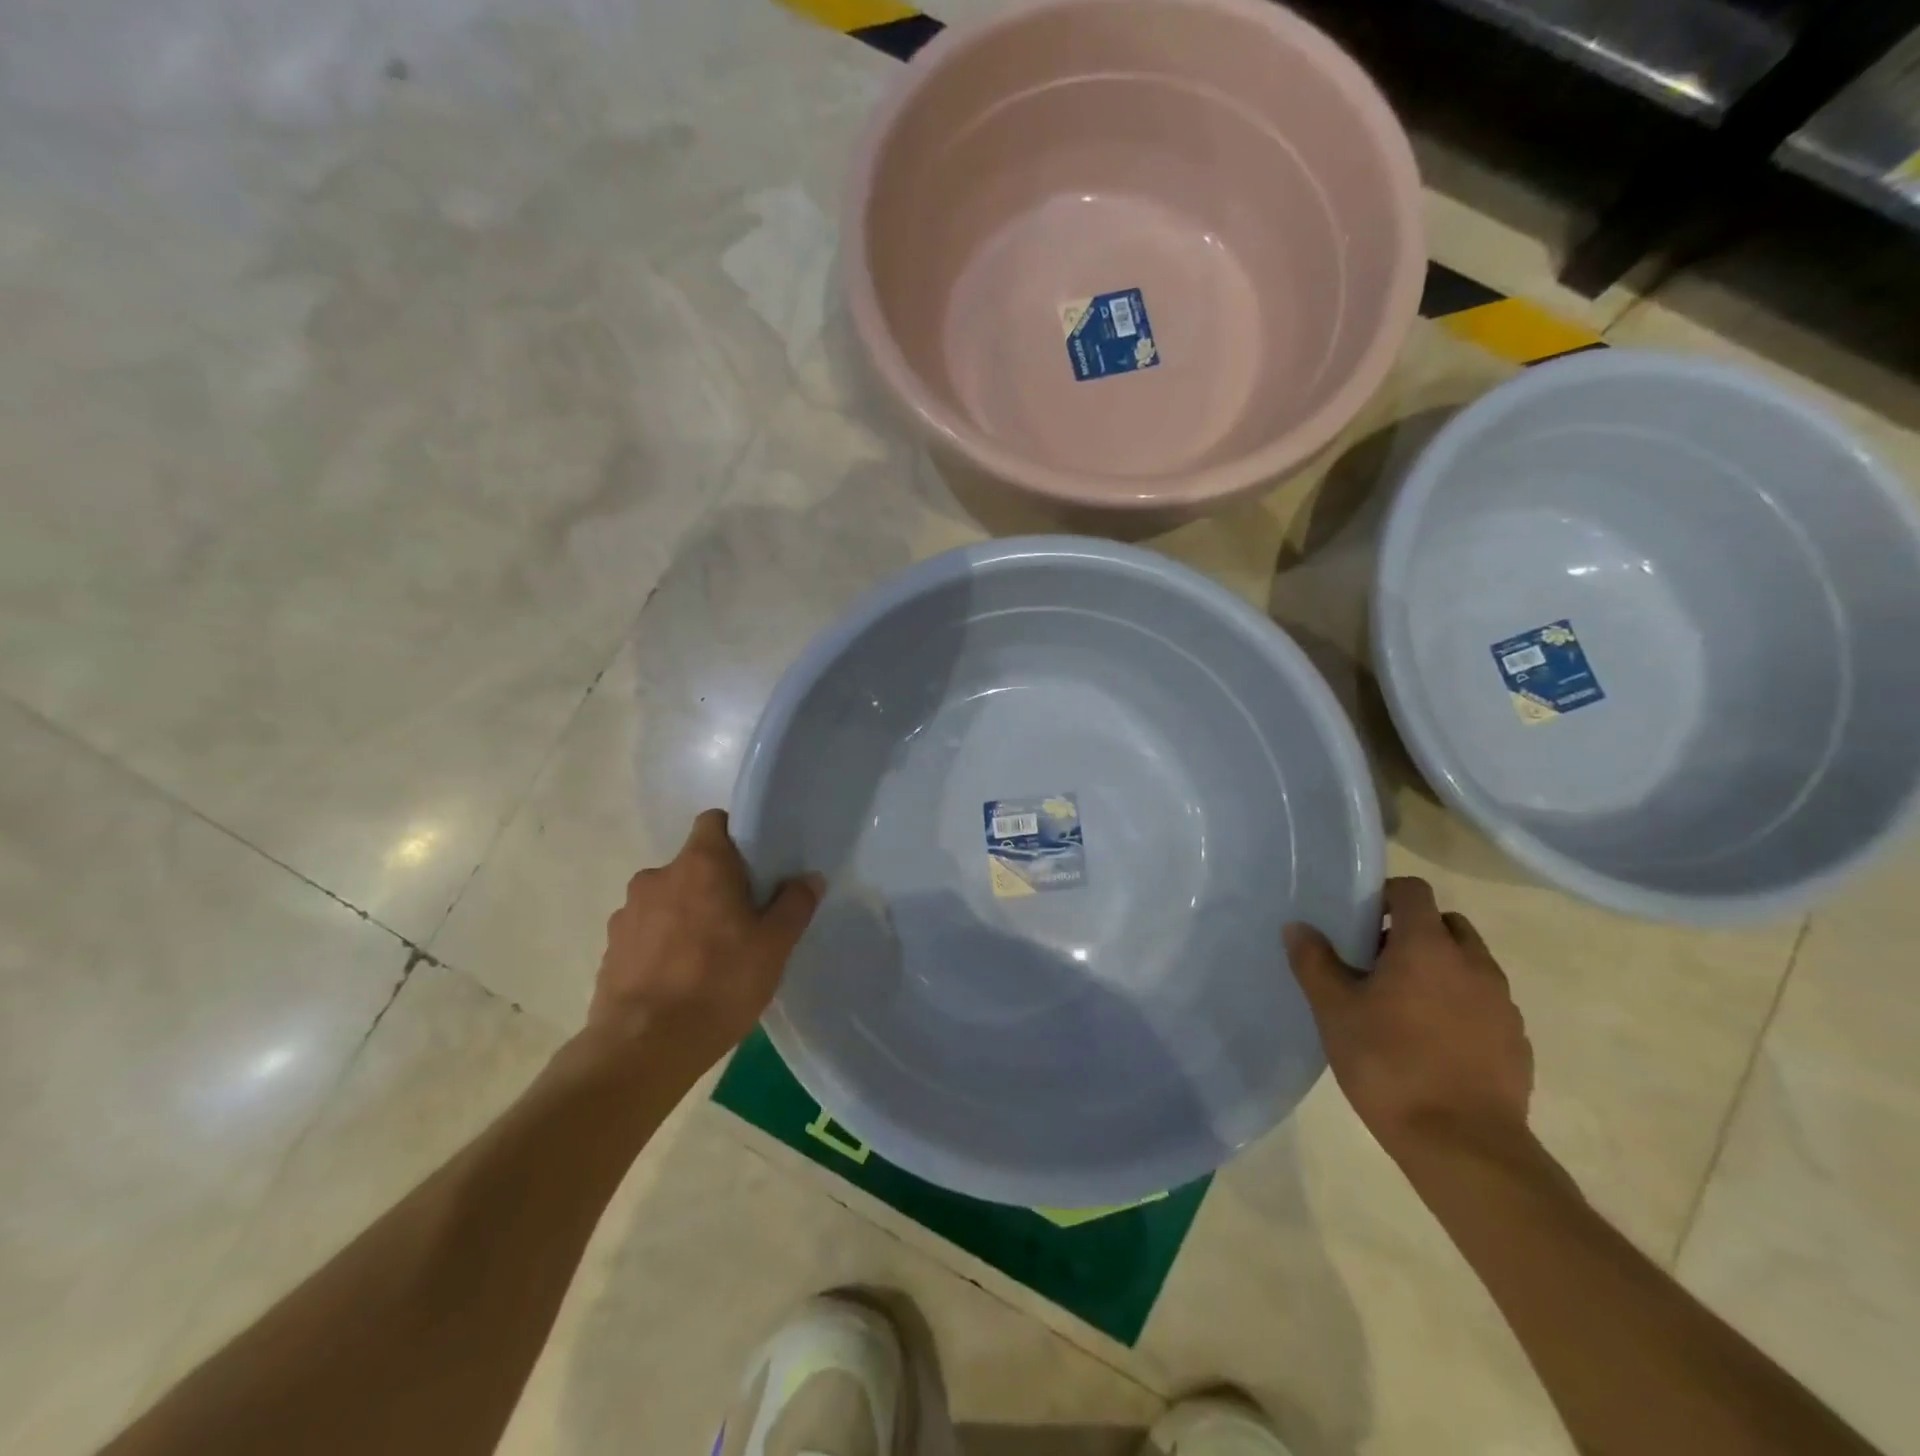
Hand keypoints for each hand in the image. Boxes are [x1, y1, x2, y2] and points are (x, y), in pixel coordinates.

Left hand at [585, 809, 822, 1073]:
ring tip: (707, 958)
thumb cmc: (719, 983)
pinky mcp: (610, 949)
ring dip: (685, 916)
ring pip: (667, 900)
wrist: (643, 1049)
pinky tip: (678, 980)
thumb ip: (794, 904)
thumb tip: (808, 878)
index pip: (714, 822)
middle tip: (740, 921)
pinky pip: (645, 933)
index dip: (736, 837)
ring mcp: (627, 913)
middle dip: (714, 885)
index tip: (755, 868)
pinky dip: (662, 945)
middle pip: (693, 865)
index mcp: (700, 864)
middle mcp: (657, 877)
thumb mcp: (774, 946)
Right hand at [1285, 877, 1532, 1159]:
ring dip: (1440, 969)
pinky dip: (1461, 1005)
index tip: (1362, 921)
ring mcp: (1502, 1004)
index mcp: (1427, 947)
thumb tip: (1298, 927)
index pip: (1414, 891)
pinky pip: (1485, 1003)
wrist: (1463, 1145)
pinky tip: (1433, 1041)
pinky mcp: (1517, 1041)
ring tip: (1404, 1005)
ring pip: (1470, 964)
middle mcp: (1473, 964)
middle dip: (1414, 932)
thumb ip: (1315, 962)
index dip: (1386, 896)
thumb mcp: (1334, 1010)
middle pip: (1447, 924)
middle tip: (1378, 963)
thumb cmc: (1388, 1064)